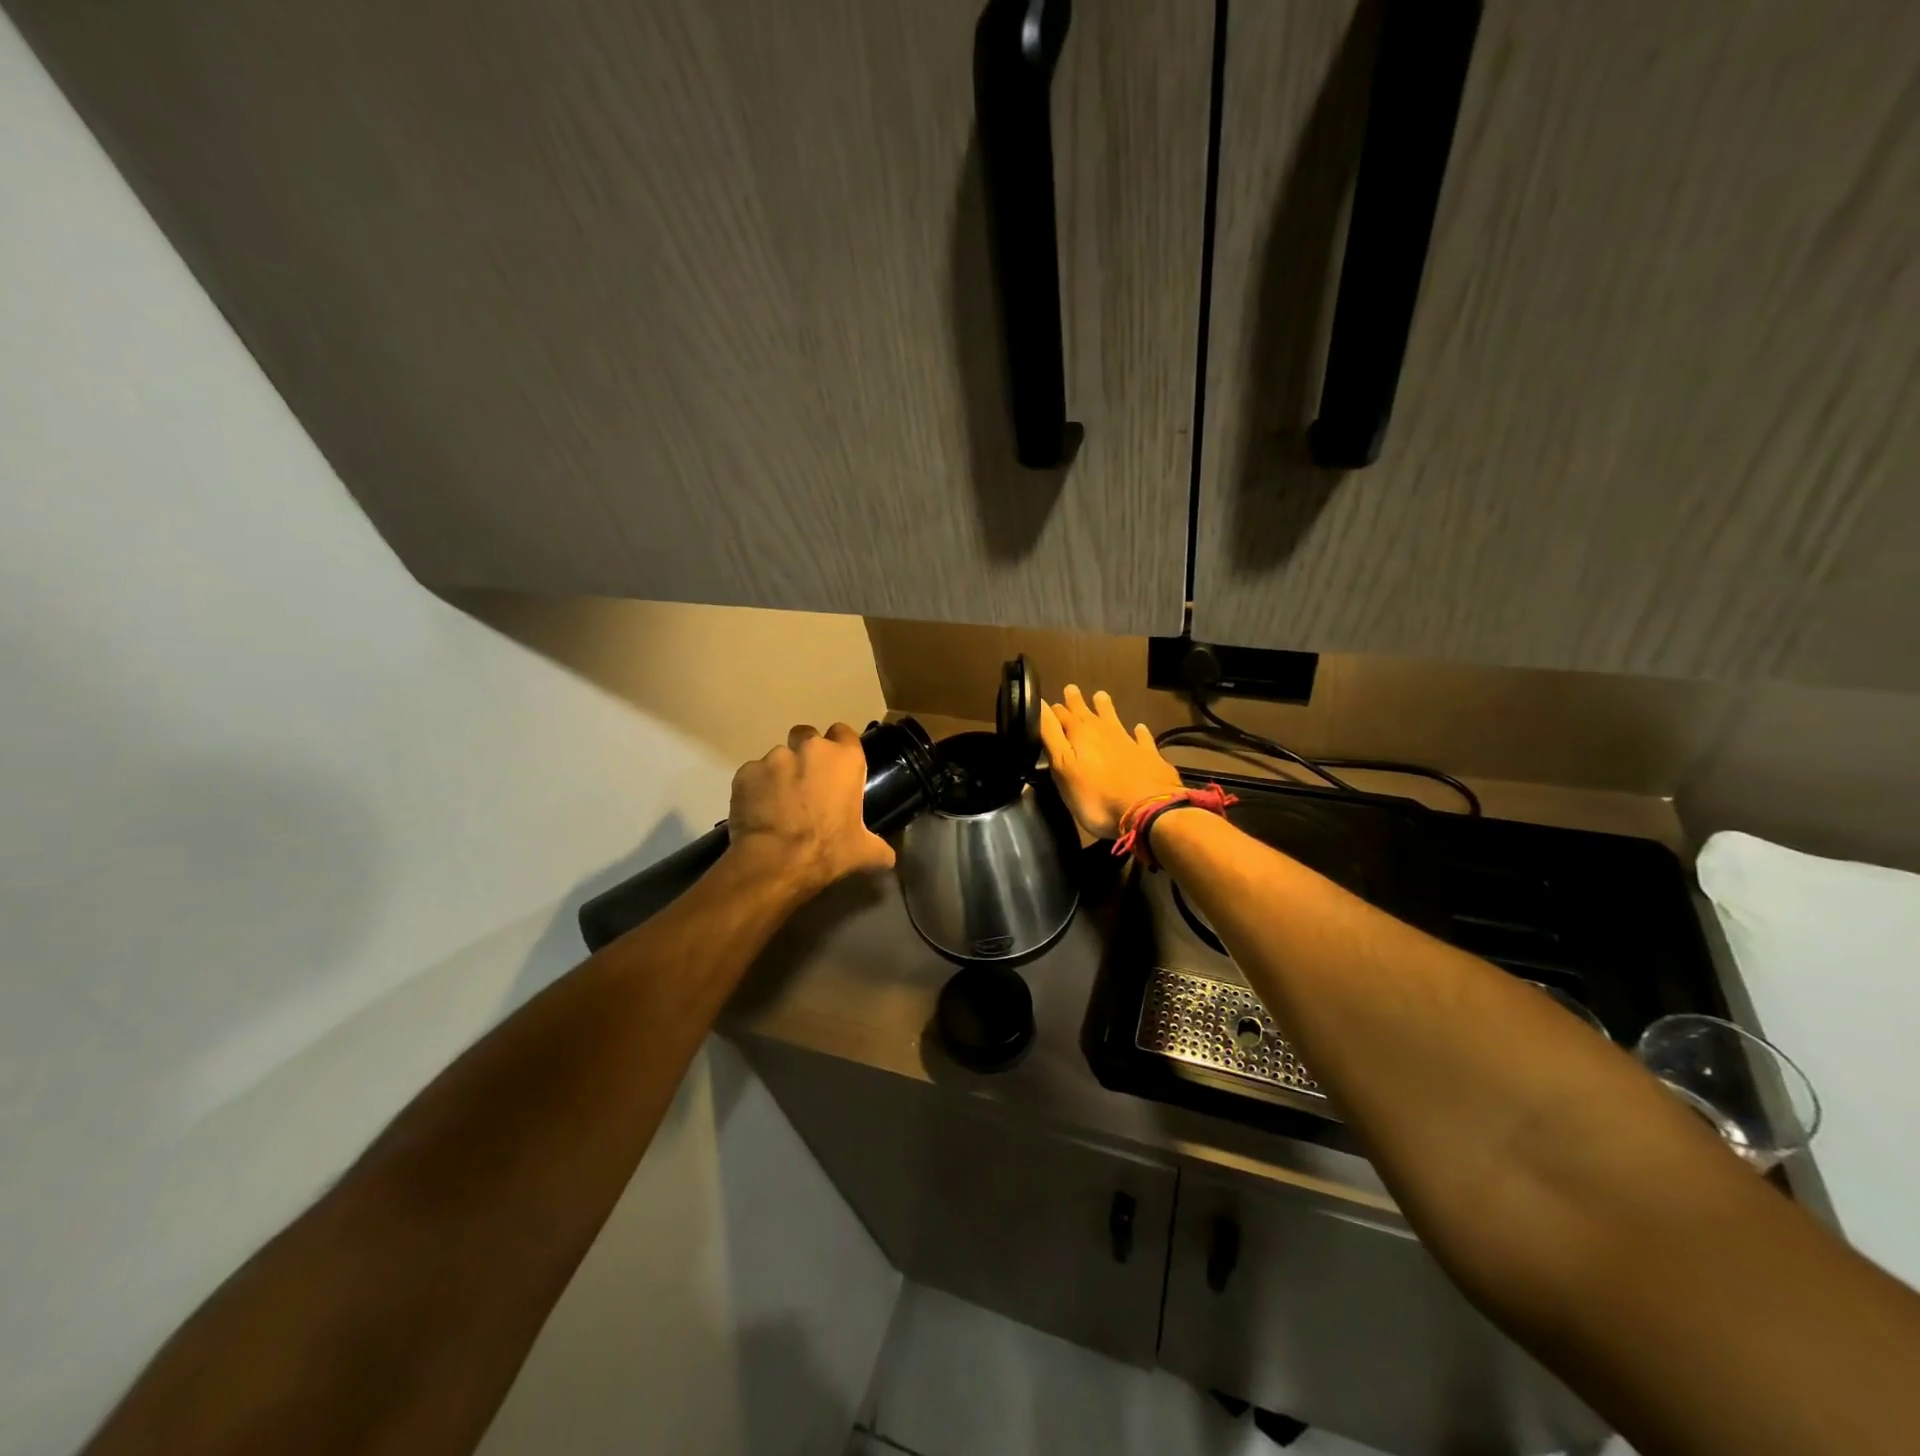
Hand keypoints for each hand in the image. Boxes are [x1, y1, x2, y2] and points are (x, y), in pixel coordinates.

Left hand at [727, 723, 895, 894]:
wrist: (775, 862)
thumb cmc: (828, 850)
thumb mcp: (863, 852)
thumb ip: (879, 848)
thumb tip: (888, 857)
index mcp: (845, 760)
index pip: (844, 733)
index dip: (840, 746)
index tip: (836, 767)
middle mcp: (811, 749)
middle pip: (807, 735)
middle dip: (806, 753)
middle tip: (806, 783)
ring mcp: (775, 758)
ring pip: (778, 757)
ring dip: (780, 774)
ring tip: (778, 803)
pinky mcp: (746, 772)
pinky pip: (753, 775)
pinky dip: (756, 788)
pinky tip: (757, 811)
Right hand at [1039, 685, 1182, 839]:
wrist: (1148, 810)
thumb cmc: (1096, 795)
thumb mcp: (1063, 767)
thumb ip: (1051, 735)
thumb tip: (1040, 705)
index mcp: (1080, 734)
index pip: (1061, 715)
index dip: (1053, 710)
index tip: (1047, 703)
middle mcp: (1104, 732)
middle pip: (1087, 712)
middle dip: (1077, 702)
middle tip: (1071, 688)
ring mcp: (1129, 743)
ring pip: (1114, 719)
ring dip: (1106, 708)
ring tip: (1101, 695)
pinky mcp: (1149, 757)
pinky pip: (1142, 739)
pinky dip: (1139, 732)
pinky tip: (1140, 728)